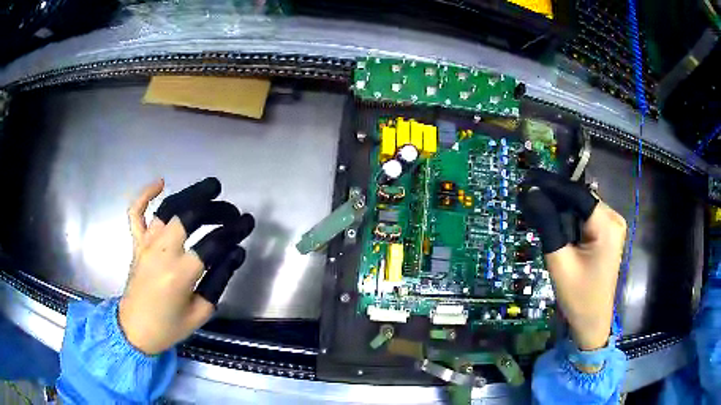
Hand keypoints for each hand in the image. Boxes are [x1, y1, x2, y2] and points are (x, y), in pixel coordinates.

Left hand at [120, 178, 253, 354]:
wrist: (135, 330)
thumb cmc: (169, 326)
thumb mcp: (201, 312)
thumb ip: (219, 279)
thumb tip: (237, 252)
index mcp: (180, 275)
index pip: (213, 243)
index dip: (234, 230)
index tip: (248, 223)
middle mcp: (161, 252)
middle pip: (189, 216)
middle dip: (215, 208)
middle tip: (231, 209)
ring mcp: (145, 244)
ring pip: (168, 208)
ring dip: (190, 193)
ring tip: (211, 187)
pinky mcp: (135, 243)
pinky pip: (136, 213)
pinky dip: (145, 194)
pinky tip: (160, 183)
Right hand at [519, 170, 625, 349]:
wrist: (592, 320)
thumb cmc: (578, 296)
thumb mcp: (559, 261)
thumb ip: (547, 224)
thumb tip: (530, 193)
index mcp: (607, 225)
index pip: (577, 194)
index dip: (551, 186)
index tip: (527, 181)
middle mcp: (613, 218)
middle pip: (580, 198)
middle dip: (555, 198)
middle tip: (527, 198)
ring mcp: (612, 225)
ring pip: (581, 206)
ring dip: (561, 208)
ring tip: (537, 210)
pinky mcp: (607, 232)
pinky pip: (585, 216)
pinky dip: (569, 218)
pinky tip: (554, 223)